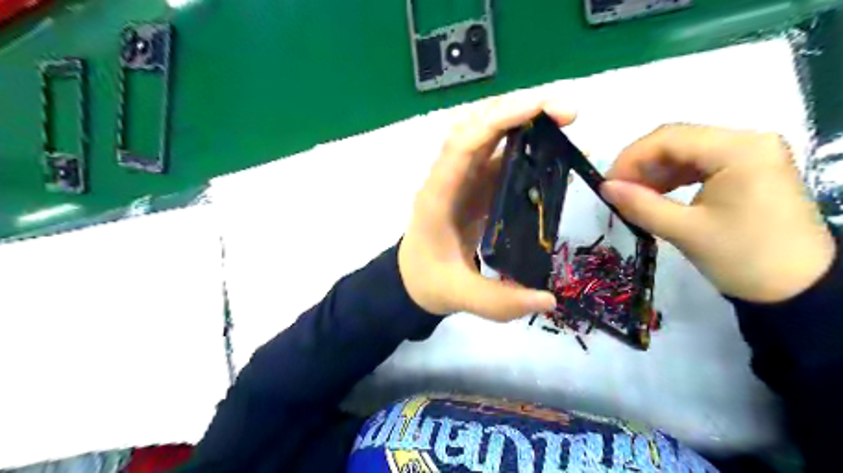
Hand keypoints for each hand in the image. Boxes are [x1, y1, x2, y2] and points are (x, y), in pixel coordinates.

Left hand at [400, 93, 576, 320]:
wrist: (412, 279)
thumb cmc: (429, 281)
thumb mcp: (459, 296)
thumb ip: (499, 302)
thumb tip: (549, 300)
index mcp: (438, 196)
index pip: (462, 145)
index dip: (498, 121)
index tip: (540, 109)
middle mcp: (449, 178)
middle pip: (477, 128)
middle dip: (519, 112)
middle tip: (566, 114)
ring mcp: (463, 180)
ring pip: (489, 137)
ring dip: (524, 123)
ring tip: (565, 123)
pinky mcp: (475, 187)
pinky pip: (499, 158)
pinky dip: (526, 148)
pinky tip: (555, 152)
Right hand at [603, 125, 831, 301]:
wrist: (798, 289)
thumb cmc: (742, 258)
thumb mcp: (684, 231)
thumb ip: (640, 204)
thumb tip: (604, 187)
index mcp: (739, 150)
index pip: (669, 138)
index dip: (630, 158)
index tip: (607, 185)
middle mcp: (748, 141)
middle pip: (678, 141)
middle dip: (641, 165)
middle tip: (617, 192)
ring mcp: (751, 155)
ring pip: (686, 151)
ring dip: (655, 172)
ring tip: (633, 196)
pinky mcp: (749, 170)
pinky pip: (700, 164)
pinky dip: (673, 178)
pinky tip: (657, 194)